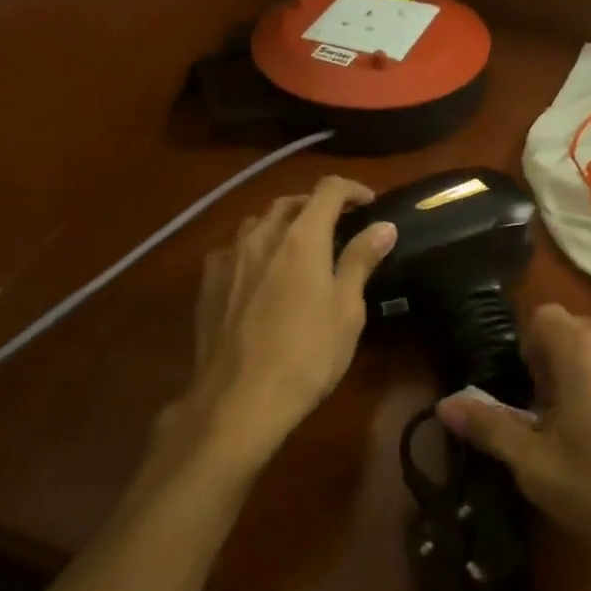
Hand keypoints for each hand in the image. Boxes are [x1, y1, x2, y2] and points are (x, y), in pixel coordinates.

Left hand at [169, 176, 396, 474]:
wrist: (237, 400)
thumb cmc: (306, 356)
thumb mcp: (346, 311)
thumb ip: (360, 261)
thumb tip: (383, 226)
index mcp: (301, 238)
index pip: (328, 190)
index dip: (352, 189)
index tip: (369, 204)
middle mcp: (261, 236)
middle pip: (290, 201)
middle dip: (317, 205)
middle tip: (338, 226)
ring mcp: (229, 258)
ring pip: (258, 222)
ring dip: (283, 223)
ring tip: (299, 246)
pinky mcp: (208, 282)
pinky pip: (234, 248)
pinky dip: (255, 247)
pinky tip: (260, 273)